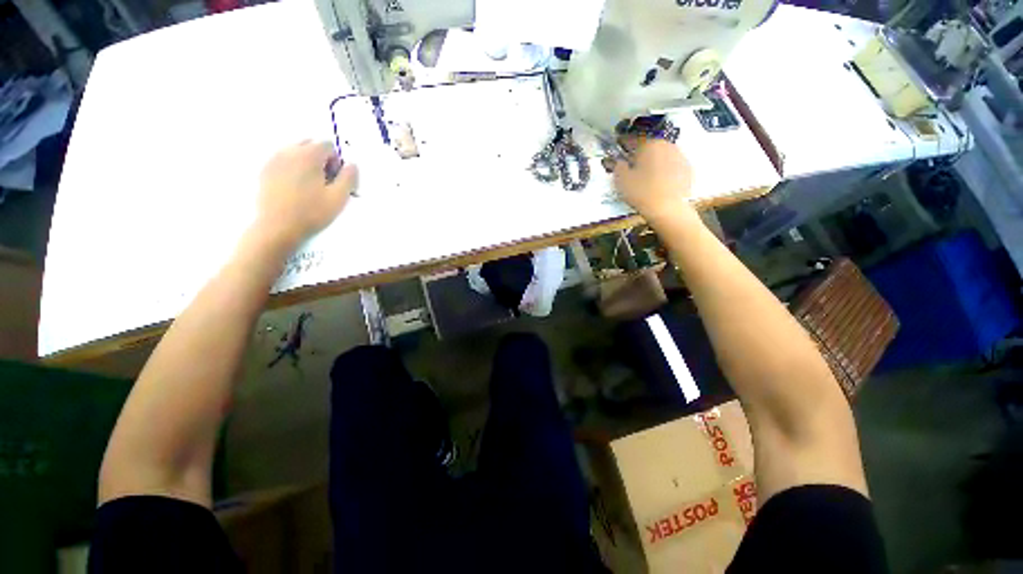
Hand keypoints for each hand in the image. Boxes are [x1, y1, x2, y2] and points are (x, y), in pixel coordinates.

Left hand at [254, 141, 356, 250]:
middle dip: (321, 159)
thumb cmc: (312, 212)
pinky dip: (293, 169)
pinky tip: (296, 189)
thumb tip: (351, 165)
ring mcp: (274, 160)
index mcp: (309, 155)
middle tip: (325, 182)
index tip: (336, 179)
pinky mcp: (265, 171)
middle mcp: (289, 152)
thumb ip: (349, 177)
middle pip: (310, 144)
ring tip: (310, 186)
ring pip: (295, 152)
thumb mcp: (339, 197)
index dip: (337, 161)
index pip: (328, 145)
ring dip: (306, 163)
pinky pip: (283, 161)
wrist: (278, 227)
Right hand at [613, 139, 693, 223]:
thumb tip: (619, 162)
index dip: (624, 146)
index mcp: (649, 145)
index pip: (633, 140)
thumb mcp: (622, 180)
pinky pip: (672, 166)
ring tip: (646, 176)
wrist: (668, 208)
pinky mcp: (688, 169)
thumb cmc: (642, 192)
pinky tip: (659, 183)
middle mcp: (666, 145)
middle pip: (650, 147)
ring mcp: (680, 156)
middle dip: (641, 155)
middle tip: (633, 167)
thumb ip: (618, 167)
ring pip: (662, 156)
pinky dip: (665, 171)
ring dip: (654, 162)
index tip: (620, 151)